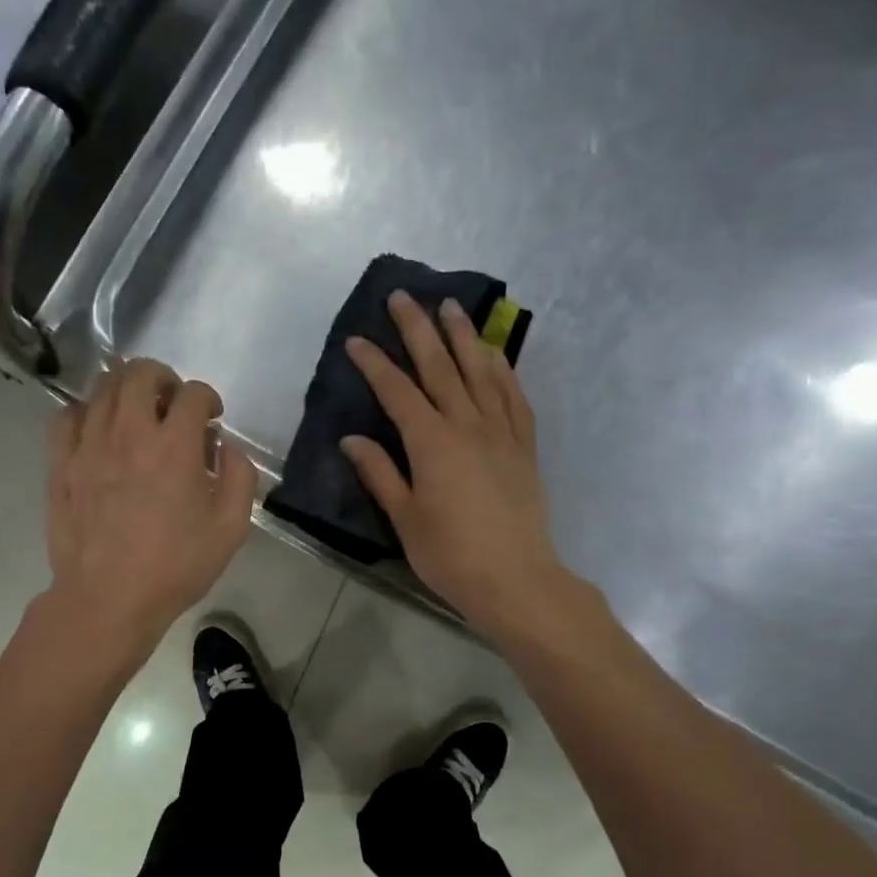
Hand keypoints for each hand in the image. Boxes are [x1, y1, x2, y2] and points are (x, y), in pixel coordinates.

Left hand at [43, 358, 257, 660]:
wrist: (107, 599)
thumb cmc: (174, 568)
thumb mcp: (230, 530)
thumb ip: (239, 478)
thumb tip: (227, 447)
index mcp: (175, 447)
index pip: (193, 394)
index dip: (208, 398)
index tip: (212, 418)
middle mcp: (129, 433)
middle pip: (140, 373)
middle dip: (164, 378)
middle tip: (172, 403)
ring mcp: (89, 445)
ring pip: (102, 387)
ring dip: (126, 390)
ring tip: (136, 413)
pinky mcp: (61, 463)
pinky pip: (67, 416)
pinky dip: (86, 412)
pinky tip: (97, 431)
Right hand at [342, 292, 565, 641]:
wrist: (516, 580)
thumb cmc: (451, 555)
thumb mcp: (405, 518)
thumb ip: (379, 473)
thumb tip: (351, 439)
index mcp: (432, 443)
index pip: (397, 392)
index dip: (375, 364)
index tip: (356, 340)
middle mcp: (468, 425)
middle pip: (440, 367)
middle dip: (419, 330)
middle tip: (404, 296)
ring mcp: (502, 433)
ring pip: (481, 372)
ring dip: (464, 337)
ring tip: (452, 307)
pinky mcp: (525, 447)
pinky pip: (515, 397)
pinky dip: (503, 371)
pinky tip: (496, 355)